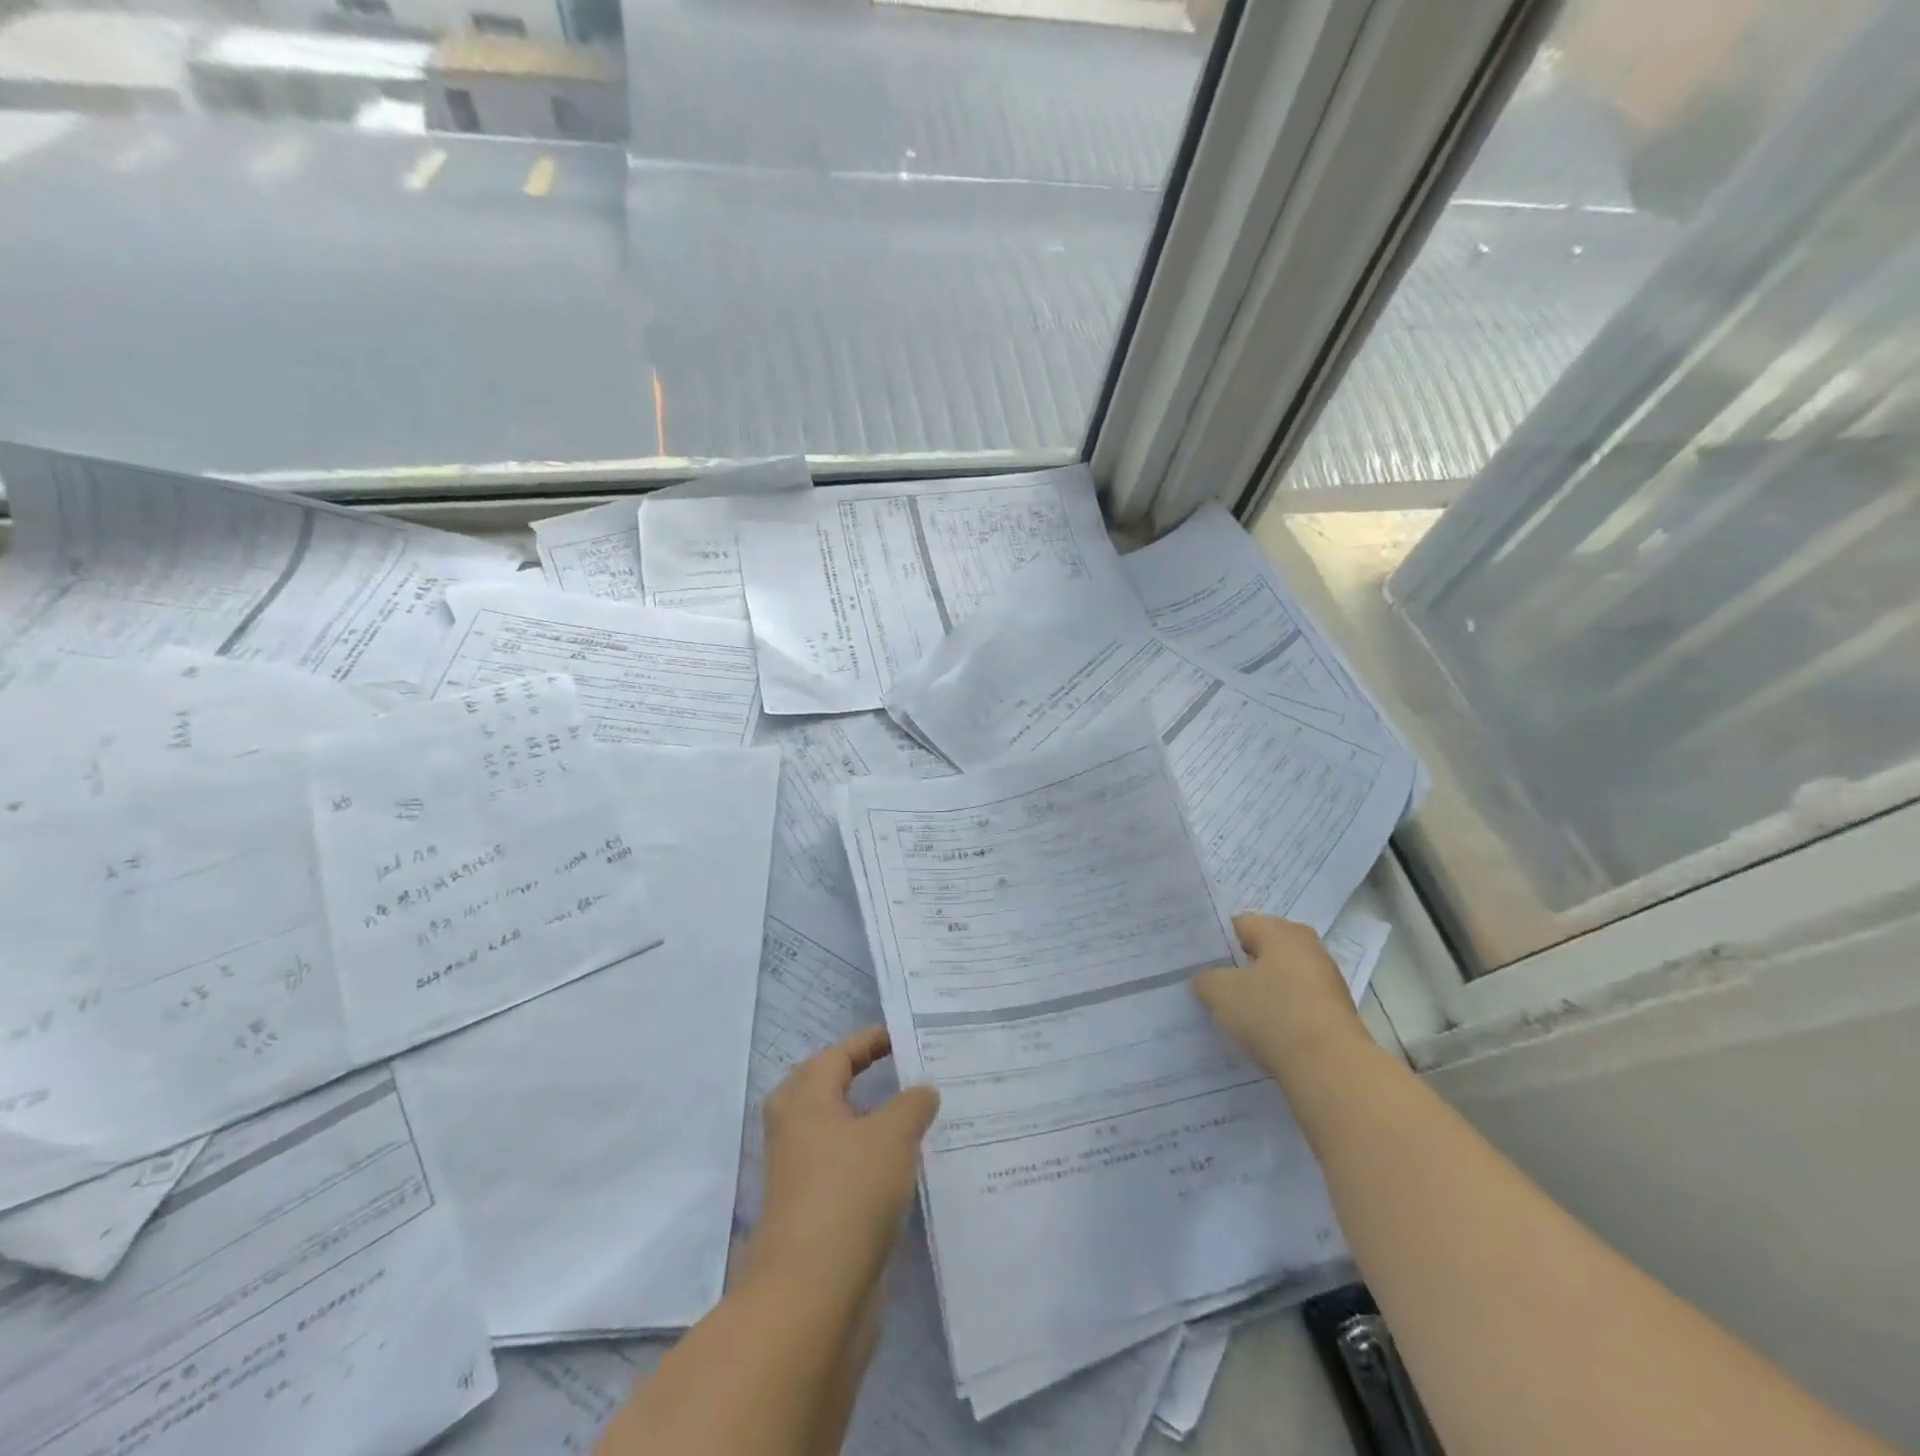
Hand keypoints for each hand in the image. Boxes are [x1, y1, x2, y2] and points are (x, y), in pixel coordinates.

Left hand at [750, 1026, 939, 1298]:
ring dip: (860, 1120)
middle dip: (850, 1076)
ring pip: (828, 1131)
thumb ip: (912, 1104)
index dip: (868, 1042)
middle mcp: (794, 1132)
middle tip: (888, 1070)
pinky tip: (896, 1169)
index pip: (837, 1055)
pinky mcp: (810, 1214)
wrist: (813, 1295)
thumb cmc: (850, 1193)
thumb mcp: (893, 1135)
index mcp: (806, 1100)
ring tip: (901, 1118)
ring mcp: (798, 1176)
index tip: (899, 1037)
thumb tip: (922, 1090)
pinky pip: (839, 1168)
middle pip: (818, 1088)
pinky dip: (864, 1158)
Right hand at [1193, 914, 1369, 1084]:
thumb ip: (1206, 978)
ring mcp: (1326, 979)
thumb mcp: (1220, 993)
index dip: (1215, 943)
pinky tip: (1262, 1031)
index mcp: (1281, 931)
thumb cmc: (1272, 1014)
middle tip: (1211, 985)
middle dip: (1237, 967)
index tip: (1197, 964)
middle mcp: (1308, 946)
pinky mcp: (1334, 1011)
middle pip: (1261, 951)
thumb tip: (1207, 979)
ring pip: (1279, 978)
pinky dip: (1278, 1013)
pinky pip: (1295, 1003)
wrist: (1331, 1068)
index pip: (1238, 925)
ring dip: (1259, 991)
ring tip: (1233, 1013)